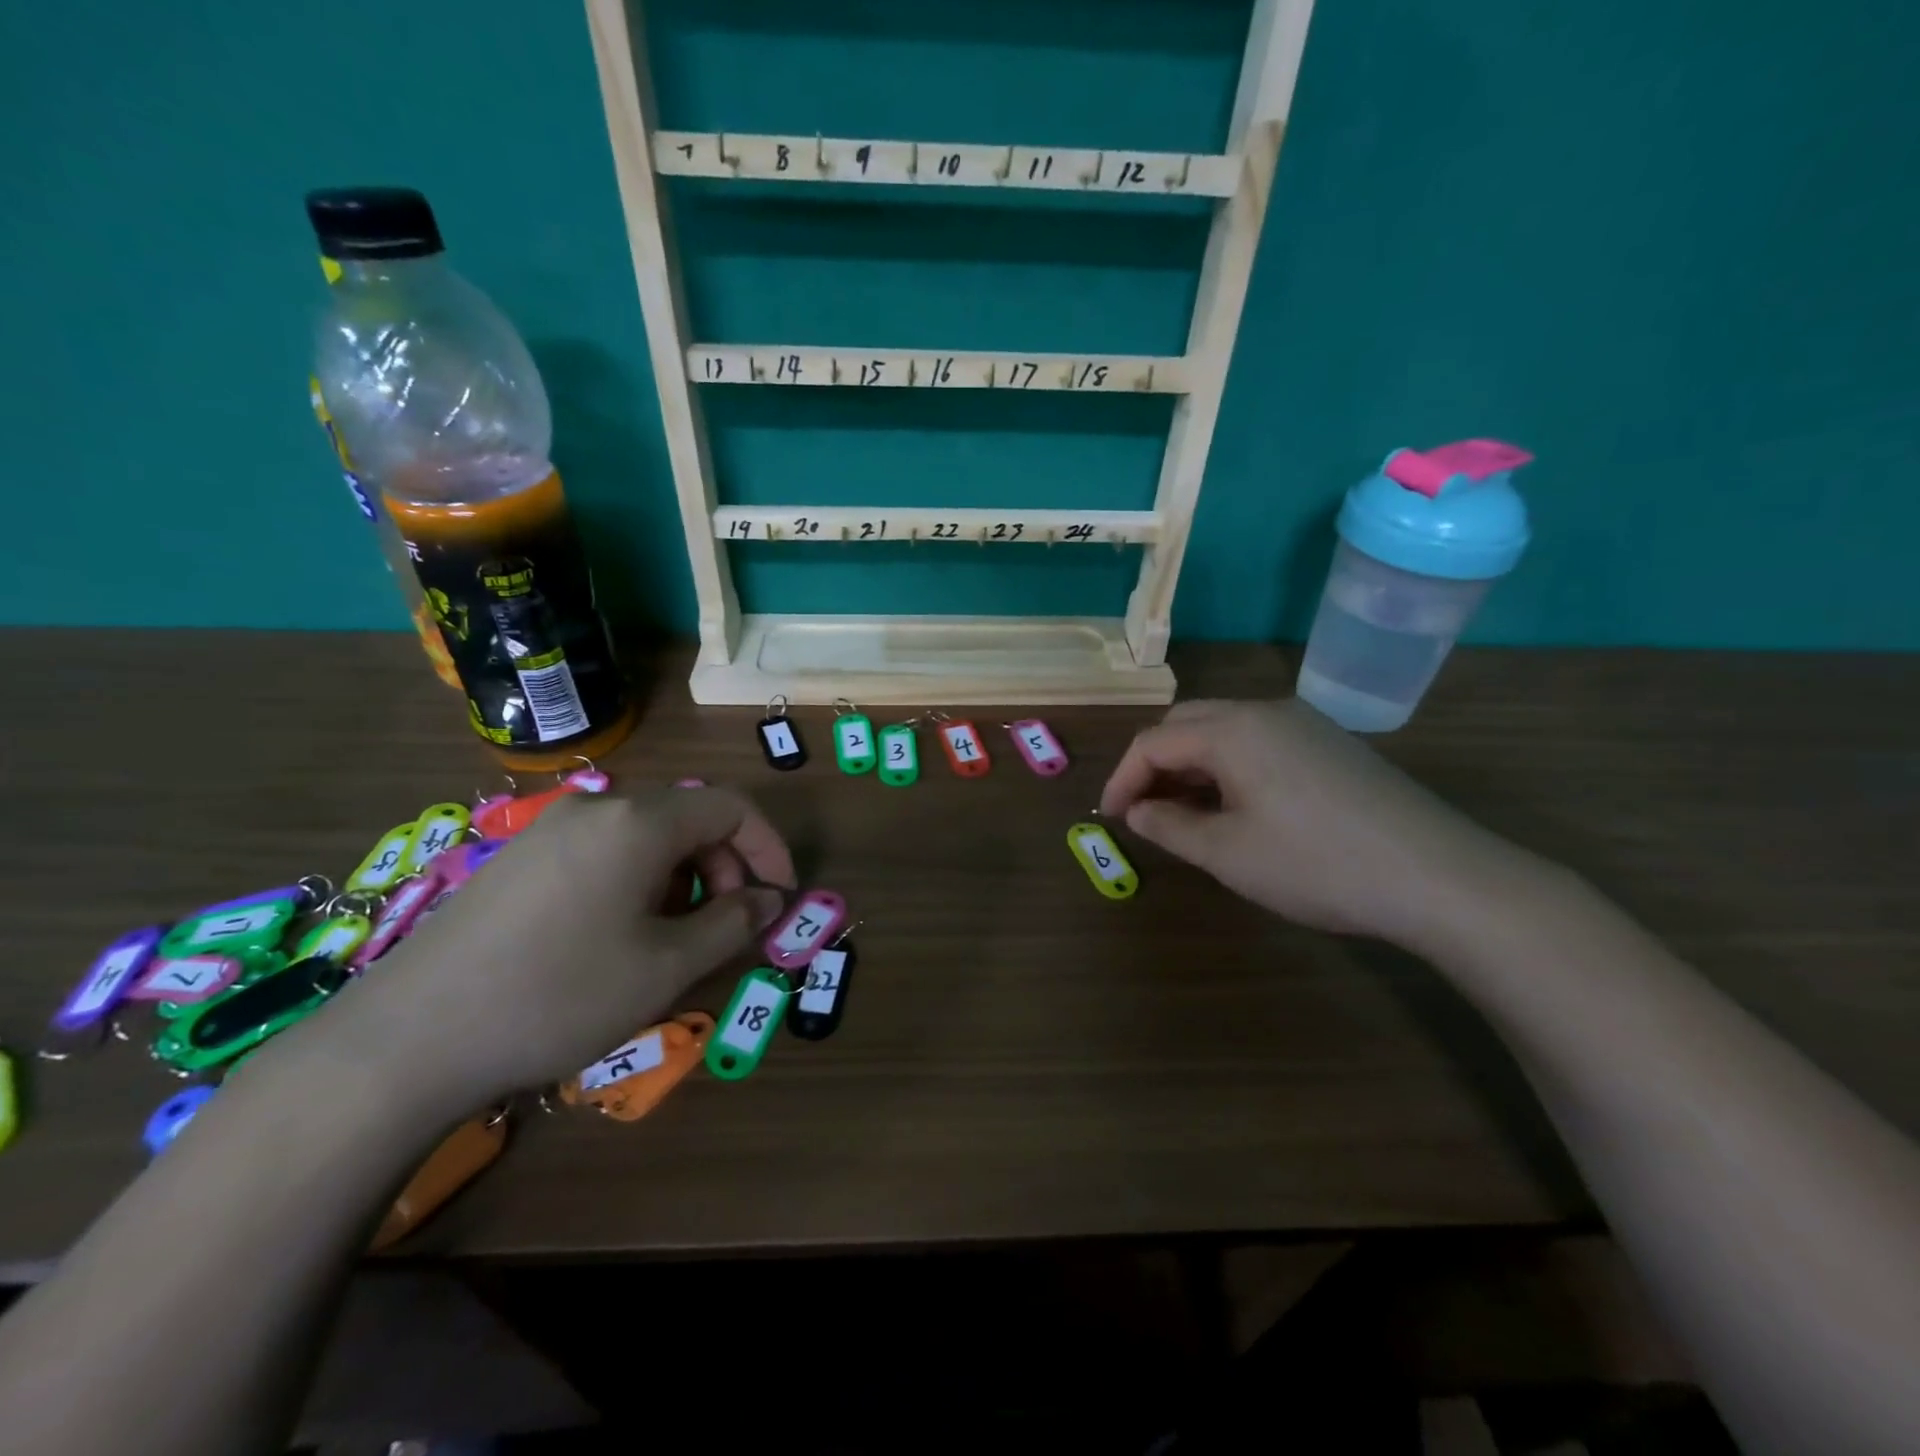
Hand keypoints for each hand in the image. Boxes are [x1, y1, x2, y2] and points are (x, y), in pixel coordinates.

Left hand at [315, 787, 794, 1108]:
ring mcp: (549, 831)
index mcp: (639, 822)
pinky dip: (636, 882)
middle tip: (725, 928)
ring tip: (671, 939)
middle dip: (724, 868)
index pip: (732, 807)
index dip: (769, 848)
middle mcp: (596, 809)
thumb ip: (733, 924)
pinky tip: (615, 936)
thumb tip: (769, 901)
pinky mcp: (517, 859)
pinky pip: (602, 853)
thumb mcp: (666, 967)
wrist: (405, 1042)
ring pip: (646, 837)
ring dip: (681, 878)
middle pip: (689, 818)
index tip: (779, 899)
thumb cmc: (558, 996)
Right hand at [1099, 699, 1505, 947]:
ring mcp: (1305, 724)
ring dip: (1192, 765)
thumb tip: (1139, 811)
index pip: (1154, 742)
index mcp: (1233, 729)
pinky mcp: (1331, 744)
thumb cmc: (1317, 865)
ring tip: (1184, 813)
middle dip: (1155, 764)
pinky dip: (1229, 767)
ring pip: (1225, 731)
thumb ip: (1169, 827)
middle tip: (1144, 811)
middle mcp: (1266, 711)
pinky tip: (1237, 807)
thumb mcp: (1228, 854)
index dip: (1122, 779)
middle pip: (1186, 723)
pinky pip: (1259, 742)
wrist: (1438, 877)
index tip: (1111, 819)